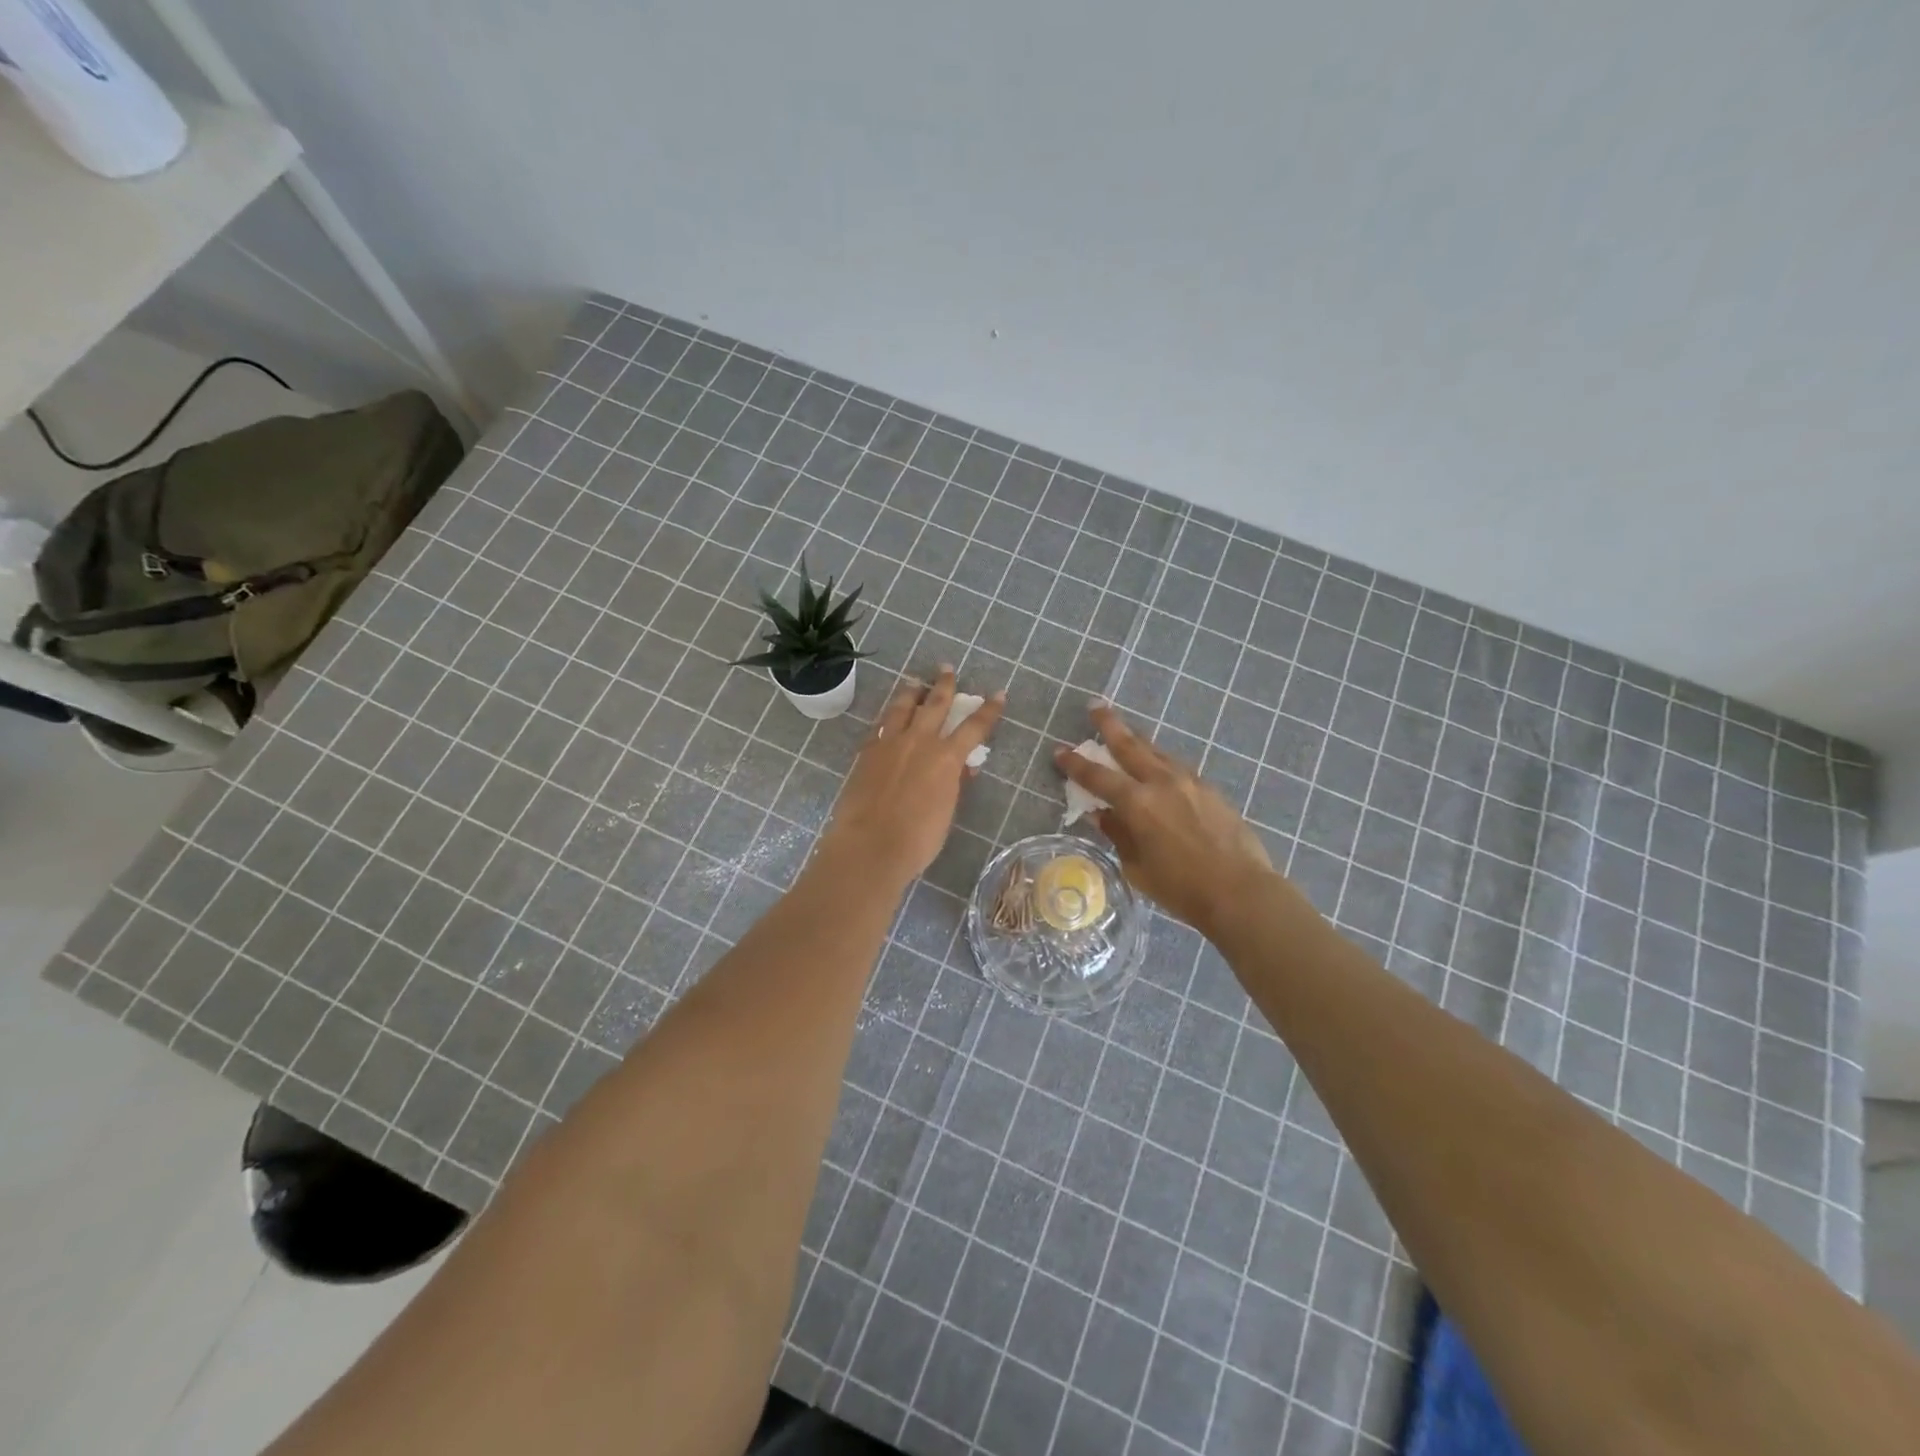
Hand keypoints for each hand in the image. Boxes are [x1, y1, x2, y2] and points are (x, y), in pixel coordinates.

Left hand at [818, 668, 1003, 888]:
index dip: (989, 710)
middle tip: (946, 669)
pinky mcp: (866, 752)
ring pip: (902, 707)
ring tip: (914, 682)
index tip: (998, 694)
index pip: (974, 726)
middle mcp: (919, 741)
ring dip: (911, 692)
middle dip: (944, 685)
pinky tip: (887, 716)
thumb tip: (962, 767)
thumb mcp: (946, 811)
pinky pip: (880, 725)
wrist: (870, 845)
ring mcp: (889, 743)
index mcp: (946, 757)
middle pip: (935, 704)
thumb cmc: (918, 839)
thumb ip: (954, 784)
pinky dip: (888, 717)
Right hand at [1055, 703, 1282, 933]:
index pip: (1097, 777)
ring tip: (1127, 733)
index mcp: (1137, 803)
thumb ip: (1117, 834)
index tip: (1060, 750)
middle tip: (1096, 706)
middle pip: (1130, 745)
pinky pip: (1177, 767)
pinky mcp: (1210, 789)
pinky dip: (1161, 761)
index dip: (1075, 763)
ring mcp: (1189, 782)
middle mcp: (1161, 782)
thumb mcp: (1136, 866)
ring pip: (1157, 752)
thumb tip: (1101, 814)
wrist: (1240, 890)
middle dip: (1109, 725)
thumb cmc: (1181, 888)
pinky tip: (1159, 766)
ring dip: (1138, 740)